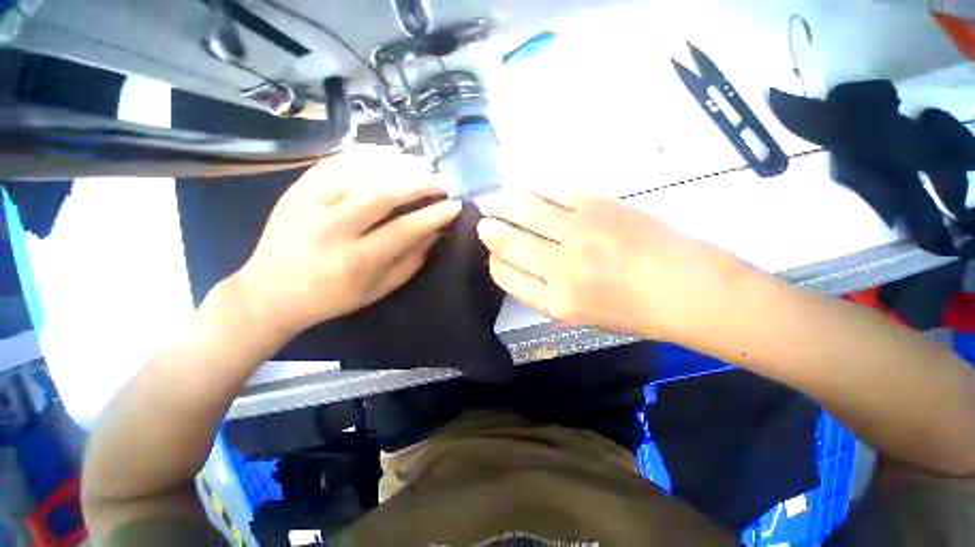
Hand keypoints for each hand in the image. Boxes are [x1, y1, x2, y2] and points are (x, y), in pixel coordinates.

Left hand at [233, 146, 460, 339]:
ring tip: (421, 163)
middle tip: (441, 181)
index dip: (434, 215)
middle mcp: (333, 229)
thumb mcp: (379, 289)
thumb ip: (411, 260)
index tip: (454, 205)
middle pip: (384, 194)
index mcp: (357, 261)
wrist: (271, 292)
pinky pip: (335, 161)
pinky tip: (388, 154)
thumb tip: (435, 230)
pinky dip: (366, 154)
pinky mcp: (296, 189)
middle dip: (420, 183)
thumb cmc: (333, 297)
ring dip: (398, 164)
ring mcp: (310, 204)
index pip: (405, 229)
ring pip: (360, 171)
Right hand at [475, 186, 750, 341]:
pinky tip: (525, 187)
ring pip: (523, 208)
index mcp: (556, 301)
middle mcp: (562, 266)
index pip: (505, 275)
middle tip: (483, 220)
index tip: (494, 253)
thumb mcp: (579, 317)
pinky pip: (553, 188)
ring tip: (493, 199)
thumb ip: (542, 292)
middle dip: (488, 229)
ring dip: (501, 201)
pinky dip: (533, 186)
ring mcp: (580, 231)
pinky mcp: (599, 204)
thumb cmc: (632, 311)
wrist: (686, 287)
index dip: (493, 262)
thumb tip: (517, 264)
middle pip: (507, 241)